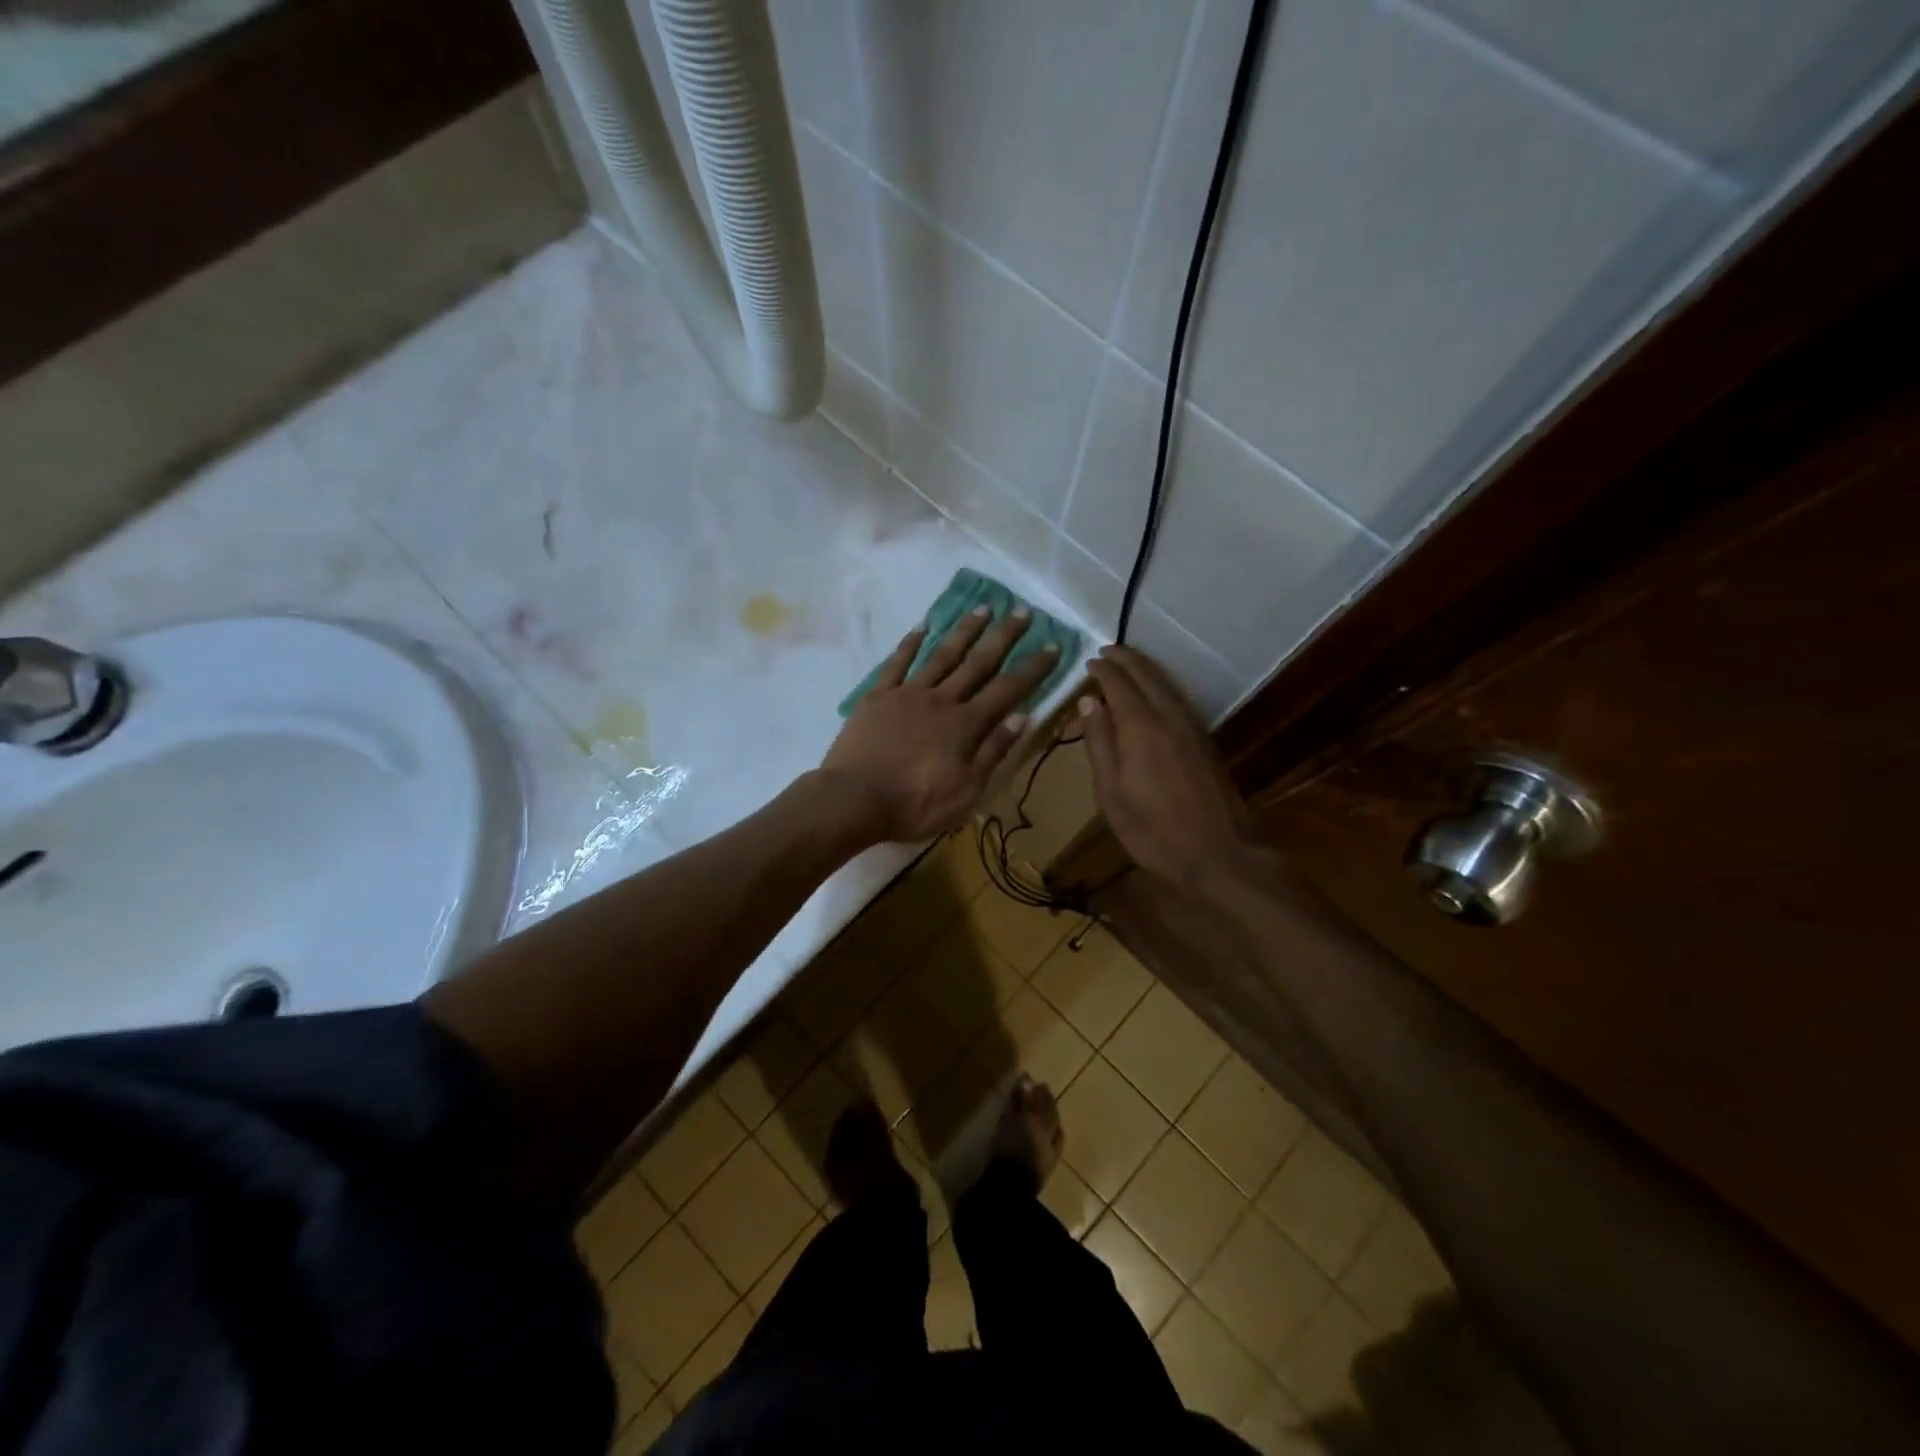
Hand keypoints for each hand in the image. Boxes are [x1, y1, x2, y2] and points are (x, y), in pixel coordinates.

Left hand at [820, 606, 1058, 843]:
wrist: (853, 800)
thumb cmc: (914, 804)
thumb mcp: (966, 790)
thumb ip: (993, 751)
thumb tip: (1023, 715)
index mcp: (965, 725)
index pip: (1008, 690)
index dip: (1032, 667)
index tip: (1053, 645)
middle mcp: (941, 699)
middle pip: (978, 662)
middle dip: (1003, 636)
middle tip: (1021, 611)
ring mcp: (907, 694)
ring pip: (942, 655)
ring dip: (964, 630)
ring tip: (982, 608)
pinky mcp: (878, 696)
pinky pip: (897, 663)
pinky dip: (911, 643)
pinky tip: (923, 626)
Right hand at [1080, 645, 1261, 892]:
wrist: (1218, 853)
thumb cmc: (1153, 830)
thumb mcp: (1111, 794)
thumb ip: (1099, 744)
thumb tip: (1089, 702)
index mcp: (1140, 728)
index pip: (1119, 685)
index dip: (1103, 670)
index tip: (1089, 660)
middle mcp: (1168, 717)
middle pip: (1147, 676)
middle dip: (1126, 659)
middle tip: (1106, 650)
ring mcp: (1192, 727)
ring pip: (1166, 684)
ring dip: (1145, 668)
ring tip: (1126, 662)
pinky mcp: (1205, 740)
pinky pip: (1178, 698)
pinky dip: (1161, 685)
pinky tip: (1154, 692)